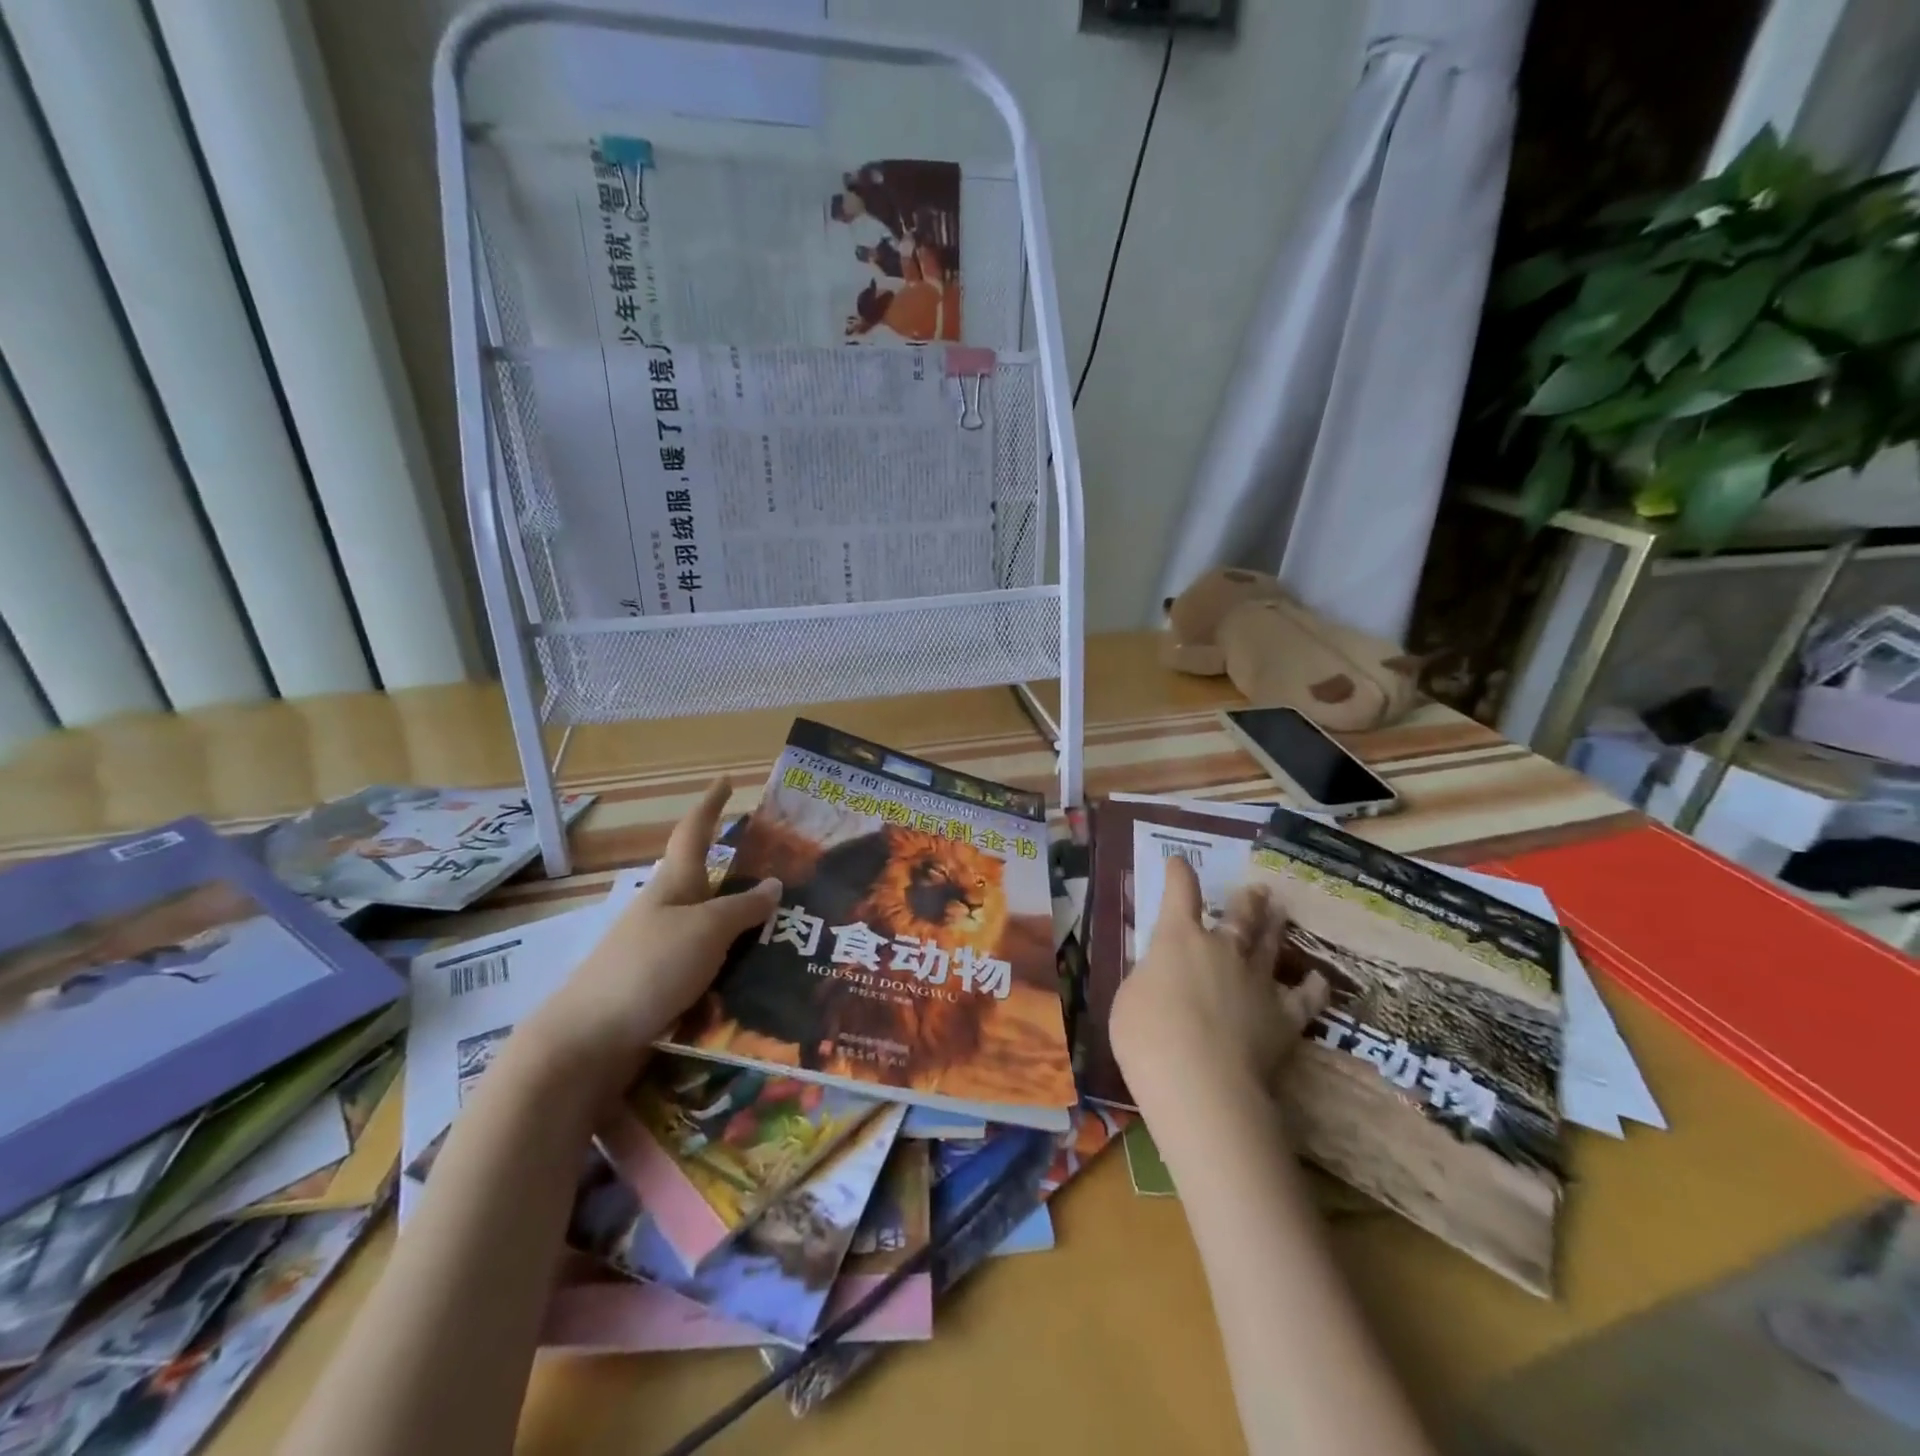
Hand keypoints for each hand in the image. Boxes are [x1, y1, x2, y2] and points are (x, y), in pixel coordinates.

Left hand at [515, 780, 779, 1099]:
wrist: (587, 1041)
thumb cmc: (648, 967)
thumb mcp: (706, 931)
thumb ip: (743, 909)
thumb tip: (773, 884)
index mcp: (673, 885)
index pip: (694, 832)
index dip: (711, 804)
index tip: (727, 779)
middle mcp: (666, 911)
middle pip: (709, 884)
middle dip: (744, 877)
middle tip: (790, 877)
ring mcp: (661, 951)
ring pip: (713, 929)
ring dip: (747, 928)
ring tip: (792, 933)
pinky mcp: (662, 988)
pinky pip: (710, 966)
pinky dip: (736, 966)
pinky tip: (763, 982)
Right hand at [1110, 855, 1326, 1109]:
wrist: (1201, 1083)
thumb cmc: (1148, 1036)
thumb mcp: (1129, 999)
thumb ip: (1148, 979)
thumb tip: (1161, 976)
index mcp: (1178, 939)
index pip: (1180, 894)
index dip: (1180, 875)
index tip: (1180, 861)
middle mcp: (1221, 950)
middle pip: (1238, 916)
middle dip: (1246, 901)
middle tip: (1257, 889)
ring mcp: (1256, 981)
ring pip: (1269, 944)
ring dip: (1274, 926)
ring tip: (1281, 911)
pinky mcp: (1284, 1017)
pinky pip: (1304, 997)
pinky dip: (1313, 988)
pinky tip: (1319, 980)